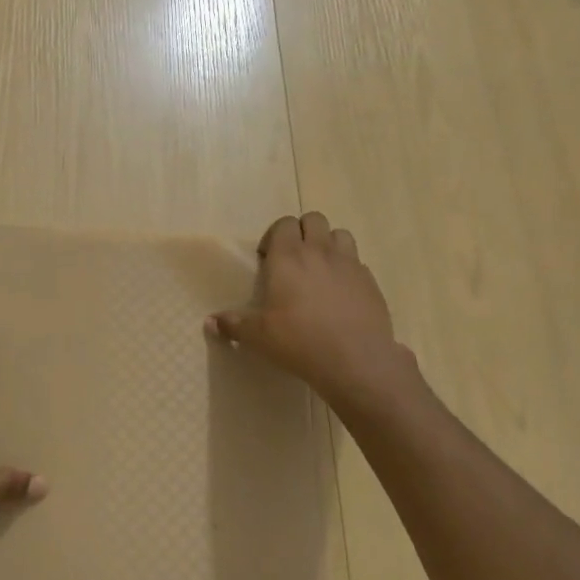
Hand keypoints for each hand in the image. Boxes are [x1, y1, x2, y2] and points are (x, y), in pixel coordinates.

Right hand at [205, 212, 418, 411]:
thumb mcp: (259, 337)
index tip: (268, 259)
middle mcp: (320, 251)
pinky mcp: (370, 280)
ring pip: (340, 234)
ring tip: (320, 270)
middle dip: (302, 232)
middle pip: (314, 219)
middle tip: (293, 260)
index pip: (284, 224)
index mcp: (288, 257)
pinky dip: (347, 269)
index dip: (275, 236)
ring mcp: (349, 263)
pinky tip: (341, 294)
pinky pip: (357, 262)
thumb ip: (233, 325)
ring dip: (328, 244)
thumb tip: (209, 321)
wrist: (356, 360)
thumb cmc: (300, 341)